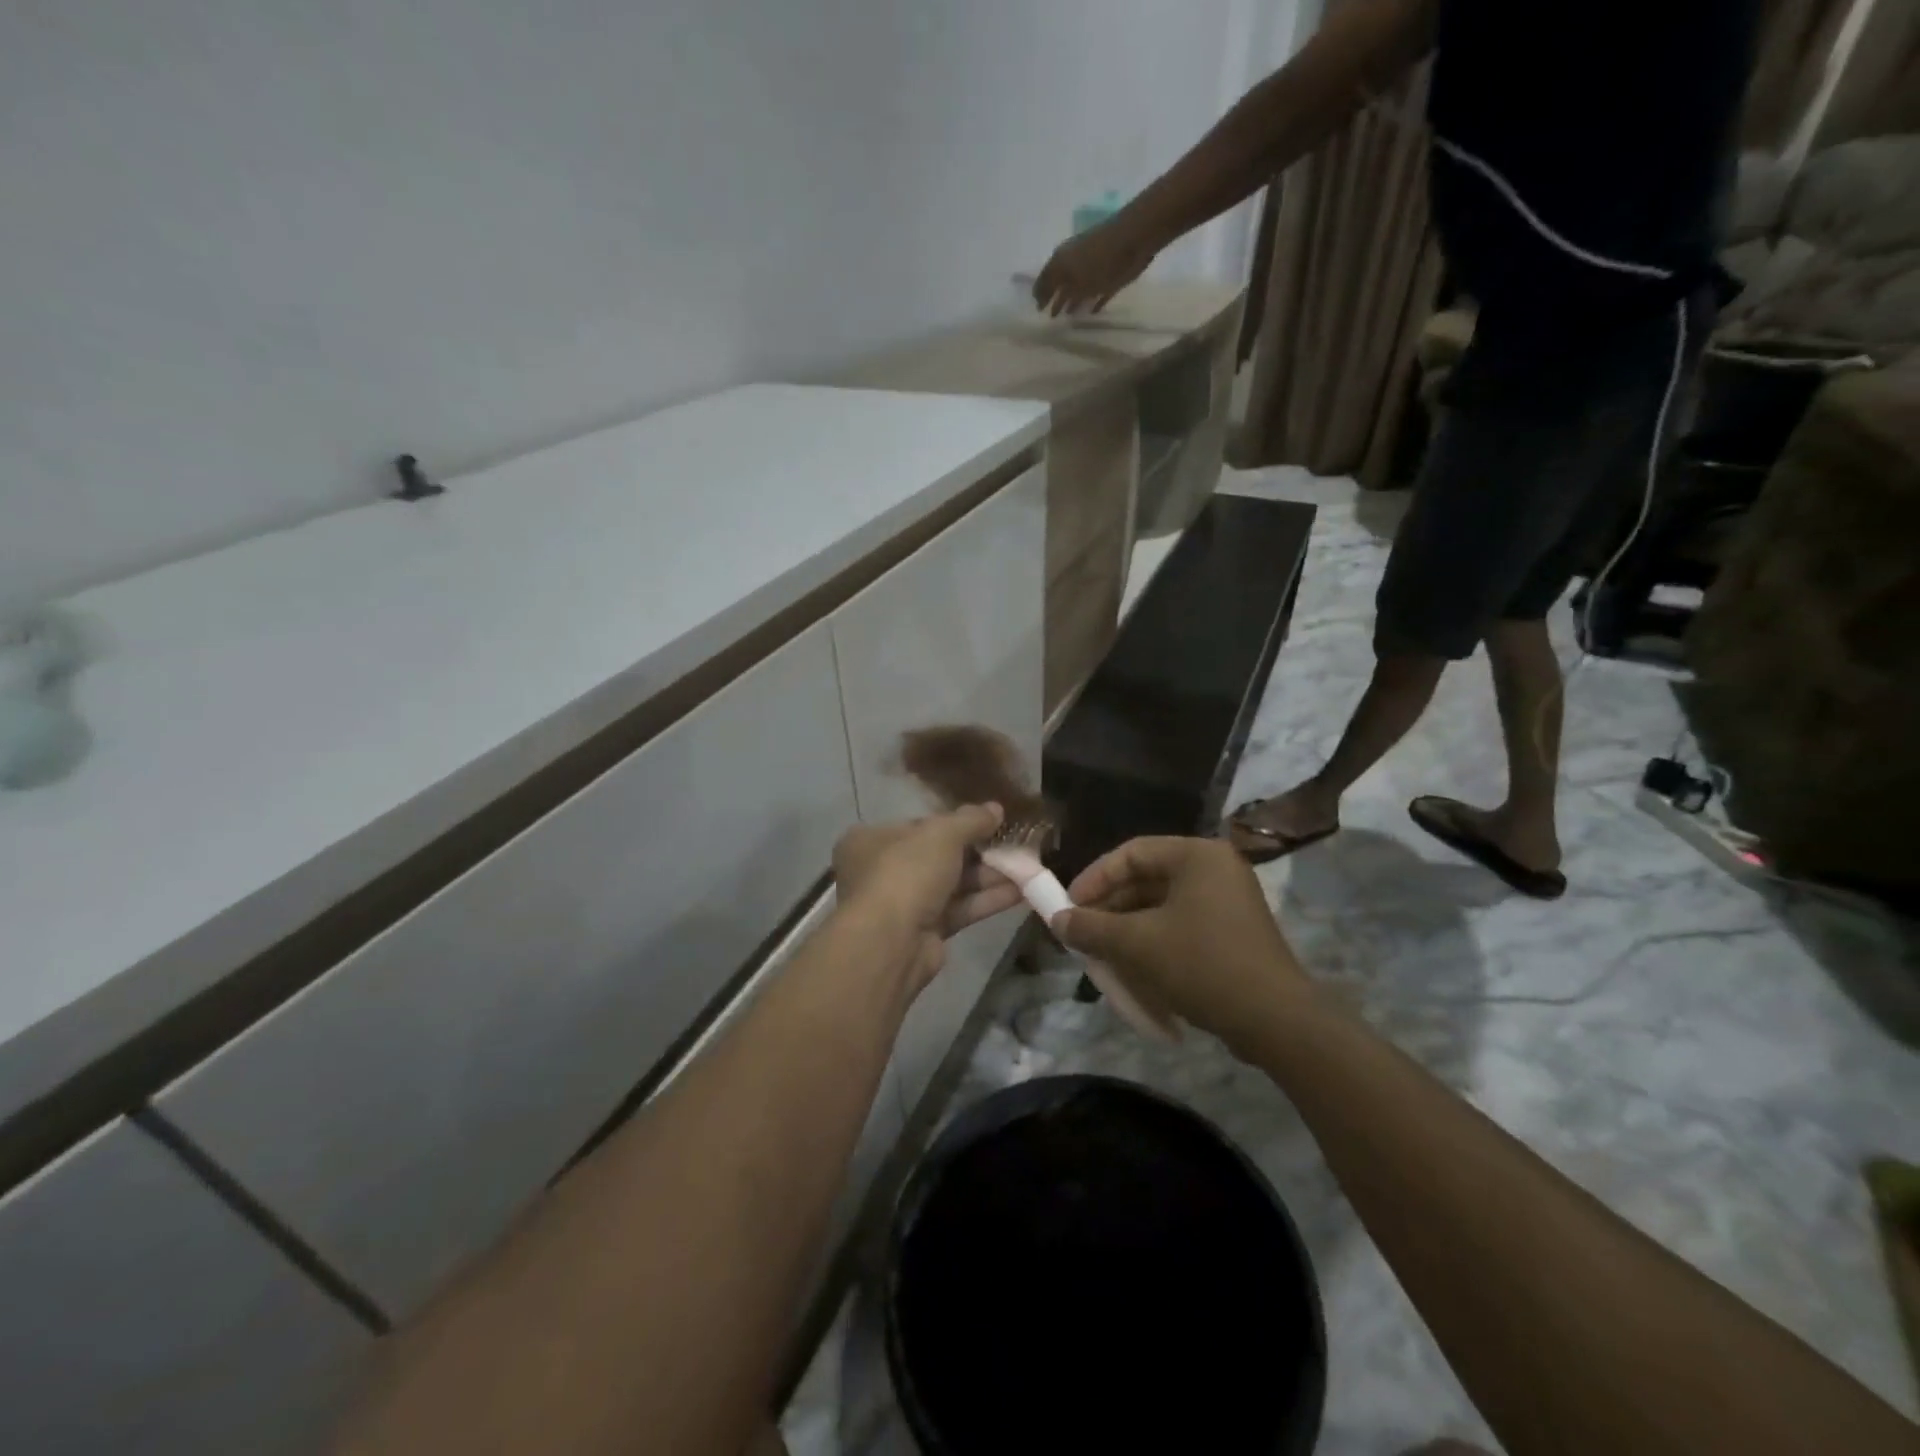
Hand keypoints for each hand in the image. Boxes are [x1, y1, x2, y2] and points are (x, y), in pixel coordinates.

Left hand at [832, 807, 1022, 989]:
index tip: (988, 821)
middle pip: (939, 856)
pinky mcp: (925, 932)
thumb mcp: (942, 834)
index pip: (920, 826)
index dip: (956, 822)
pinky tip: (1021, 892)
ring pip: (953, 884)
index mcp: (873, 840)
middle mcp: (883, 870)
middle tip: (1016, 844)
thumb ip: (971, 819)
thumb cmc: (907, 872)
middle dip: (980, 851)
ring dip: (989, 876)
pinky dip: (987, 900)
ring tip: (1028, 867)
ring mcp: (904, 904)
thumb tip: (996, 808)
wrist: (891, 943)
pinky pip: (960, 909)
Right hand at [1031, 216, 1159, 316]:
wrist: (1134, 238)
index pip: (1045, 280)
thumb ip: (1065, 294)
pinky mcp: (1111, 272)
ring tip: (1069, 315)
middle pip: (1061, 283)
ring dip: (1073, 300)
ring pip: (1079, 286)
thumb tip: (1054, 301)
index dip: (1040, 294)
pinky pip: (1098, 290)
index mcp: (1061, 262)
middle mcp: (1073, 262)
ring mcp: (1093, 266)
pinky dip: (1094, 300)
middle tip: (1051, 316)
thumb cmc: (1100, 262)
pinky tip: (1092, 311)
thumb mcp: (1077, 283)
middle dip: (1055, 298)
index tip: (1037, 309)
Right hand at [1052, 837, 1309, 1049]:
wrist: (1276, 1021)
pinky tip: (1133, 968)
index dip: (1095, 877)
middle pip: (1147, 879)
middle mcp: (1215, 870)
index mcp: (1197, 856)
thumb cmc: (1202, 964)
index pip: (1132, 852)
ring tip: (1101, 954)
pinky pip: (1181, 926)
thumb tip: (1057, 921)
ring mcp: (1228, 902)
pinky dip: (1153, 941)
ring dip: (1128, 928)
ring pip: (1162, 906)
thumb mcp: (1137, 944)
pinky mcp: (1233, 933)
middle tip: (1082, 932)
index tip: (1069, 905)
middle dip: (1110, 907)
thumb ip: (1092, 927)